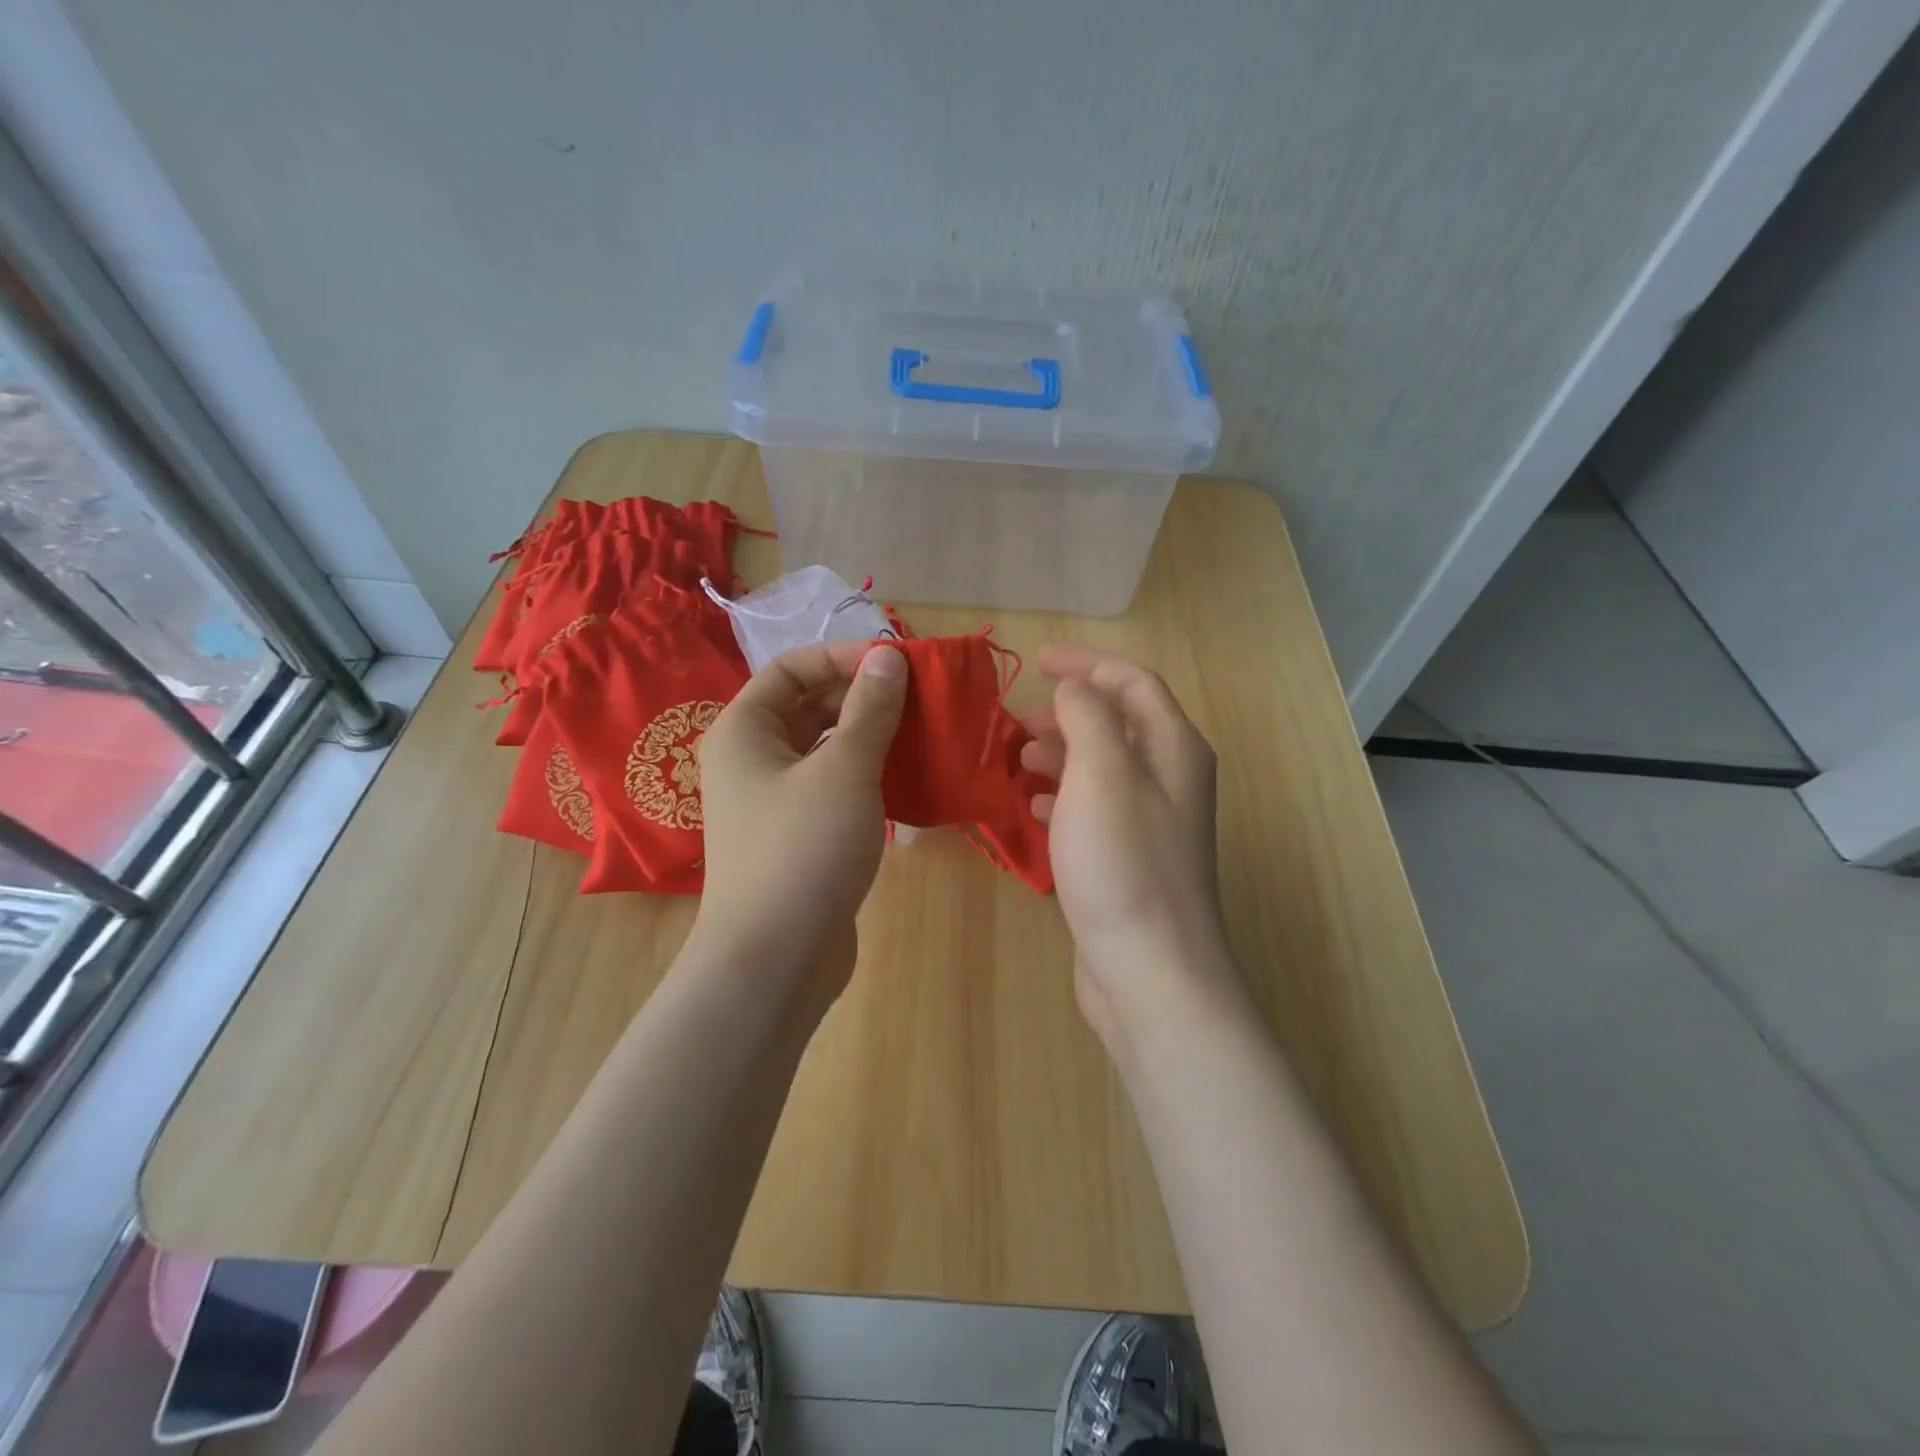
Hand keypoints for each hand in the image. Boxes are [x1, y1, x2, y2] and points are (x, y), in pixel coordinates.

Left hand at [694, 641, 906, 1002]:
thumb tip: (888, 658)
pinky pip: (832, 786)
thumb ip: (869, 709)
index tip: (895, 663)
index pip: (791, 668)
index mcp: (744, 730)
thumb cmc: (803, 848)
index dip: (842, 657)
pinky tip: (906, 777)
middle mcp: (751, 759)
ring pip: (823, 748)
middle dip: (860, 695)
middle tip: (918, 697)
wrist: (775, 958)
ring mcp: (774, 801)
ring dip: (868, 735)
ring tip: (920, 731)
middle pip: (807, 706)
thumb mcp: (844, 769)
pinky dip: (865, 775)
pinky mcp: (798, 836)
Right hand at [1019, 648, 1243, 1046]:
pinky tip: (1034, 807)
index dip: (1087, 665)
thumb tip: (1075, 690)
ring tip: (1018, 759)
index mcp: (1174, 748)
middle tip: (1018, 719)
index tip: (1038, 663)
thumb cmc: (1123, 860)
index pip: (1132, 683)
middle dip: (1069, 711)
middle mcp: (1171, 779)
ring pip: (1103, 767)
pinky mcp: (1130, 860)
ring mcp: (1152, 823)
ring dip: (1061, 753)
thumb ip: (1087, 716)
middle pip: (1119, 723)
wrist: (1149, 969)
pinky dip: (1063, 796)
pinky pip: (1094, 808)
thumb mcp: (1101, 772)